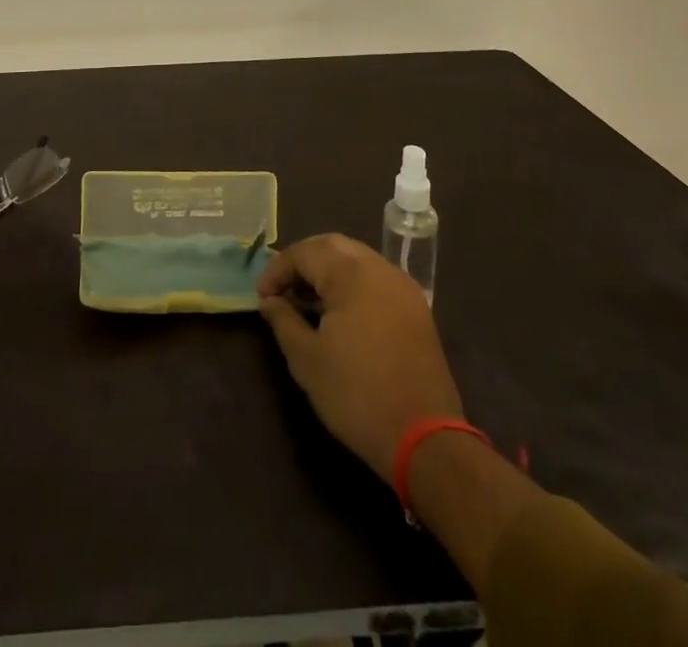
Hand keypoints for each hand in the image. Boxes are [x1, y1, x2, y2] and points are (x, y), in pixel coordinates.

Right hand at [258, 234, 461, 481]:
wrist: (425, 440)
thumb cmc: (357, 395)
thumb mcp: (306, 360)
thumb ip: (283, 320)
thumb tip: (269, 300)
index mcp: (352, 275)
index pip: (304, 252)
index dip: (278, 270)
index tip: (262, 296)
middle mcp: (380, 269)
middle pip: (332, 246)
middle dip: (303, 261)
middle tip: (283, 288)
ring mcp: (403, 287)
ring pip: (356, 259)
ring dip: (328, 269)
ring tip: (307, 299)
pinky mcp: (416, 309)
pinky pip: (376, 278)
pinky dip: (352, 282)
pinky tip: (340, 311)